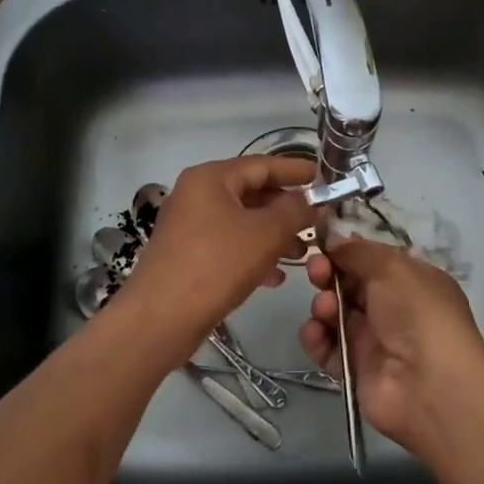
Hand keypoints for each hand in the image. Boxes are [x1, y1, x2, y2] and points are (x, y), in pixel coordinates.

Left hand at [121, 155, 316, 356]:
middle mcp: (196, 195)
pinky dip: (253, 254)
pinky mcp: (187, 256)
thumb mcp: (265, 233)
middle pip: (251, 193)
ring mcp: (189, 226)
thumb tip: (308, 200)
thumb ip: (294, 211)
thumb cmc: (216, 264)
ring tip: (302, 254)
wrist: (160, 319)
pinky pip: (229, 245)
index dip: (295, 171)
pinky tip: (276, 277)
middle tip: (317, 221)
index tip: (323, 178)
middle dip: (286, 209)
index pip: (262, 164)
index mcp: (211, 178)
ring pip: (242, 222)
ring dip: (273, 235)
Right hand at [299, 233, 483, 453]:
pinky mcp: (355, 368)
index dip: (346, 251)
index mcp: (410, 280)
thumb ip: (359, 251)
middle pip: (349, 284)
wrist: (428, 385)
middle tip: (317, 272)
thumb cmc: (417, 313)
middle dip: (328, 274)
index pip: (371, 260)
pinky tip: (316, 333)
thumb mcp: (392, 267)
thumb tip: (334, 240)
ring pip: (335, 314)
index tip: (323, 245)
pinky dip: (316, 338)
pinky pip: (327, 348)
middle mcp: (392, 308)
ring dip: (323, 306)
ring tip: (326, 310)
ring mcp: (373, 339)